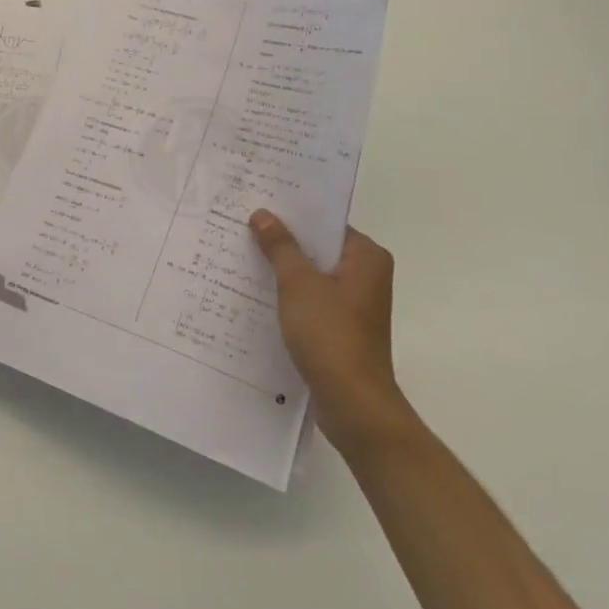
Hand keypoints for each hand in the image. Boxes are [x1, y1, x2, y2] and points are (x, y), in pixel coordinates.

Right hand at [250, 211, 406, 441]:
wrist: (353, 403)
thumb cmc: (330, 334)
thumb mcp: (298, 284)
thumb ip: (280, 247)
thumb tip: (263, 214)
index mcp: (366, 258)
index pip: (326, 224)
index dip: (293, 215)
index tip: (258, 205)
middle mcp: (366, 276)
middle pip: (318, 249)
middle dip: (283, 242)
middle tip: (242, 227)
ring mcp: (354, 305)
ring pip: (312, 276)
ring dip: (282, 270)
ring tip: (241, 256)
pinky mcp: (341, 328)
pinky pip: (311, 300)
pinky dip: (288, 296)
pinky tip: (256, 293)